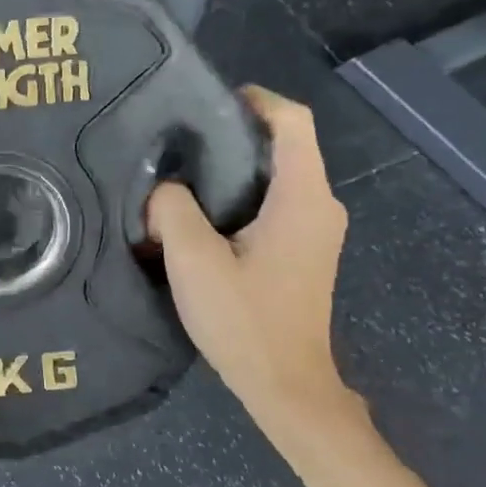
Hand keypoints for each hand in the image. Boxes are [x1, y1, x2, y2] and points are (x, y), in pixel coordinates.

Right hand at [147, 88, 373, 463]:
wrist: (287, 387)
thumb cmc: (245, 321)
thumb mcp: (194, 261)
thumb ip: (172, 209)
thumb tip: (164, 189)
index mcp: (303, 198)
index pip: (293, 122)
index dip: (257, 99)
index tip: (211, 101)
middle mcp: (321, 206)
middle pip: (286, 145)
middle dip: (236, 134)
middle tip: (182, 141)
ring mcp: (318, 230)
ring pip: (279, 176)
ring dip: (236, 168)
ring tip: (185, 175)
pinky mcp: (306, 251)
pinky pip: (278, 203)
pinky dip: (243, 195)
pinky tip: (205, 215)